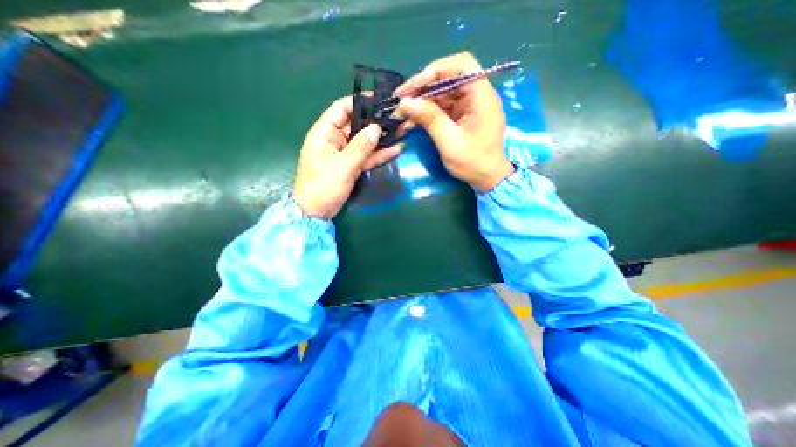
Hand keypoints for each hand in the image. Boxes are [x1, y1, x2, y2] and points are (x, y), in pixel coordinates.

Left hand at [291, 97, 403, 218]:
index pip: (342, 109)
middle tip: (396, 116)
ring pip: (365, 141)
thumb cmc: (323, 187)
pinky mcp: (352, 166)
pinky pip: (367, 156)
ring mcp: (345, 154)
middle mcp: (335, 140)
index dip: (359, 102)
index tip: (379, 100)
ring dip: (382, 138)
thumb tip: (376, 128)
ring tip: (401, 130)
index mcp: (325, 133)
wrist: (316, 212)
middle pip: (357, 125)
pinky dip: (380, 154)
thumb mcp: (342, 165)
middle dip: (376, 120)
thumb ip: (360, 147)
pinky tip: (396, 149)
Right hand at [394, 52, 512, 191]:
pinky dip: (427, 112)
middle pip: (448, 78)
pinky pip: (443, 107)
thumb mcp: (450, 142)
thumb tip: (406, 102)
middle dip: (423, 87)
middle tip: (401, 99)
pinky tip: (412, 121)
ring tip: (402, 114)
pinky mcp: (462, 116)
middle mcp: (477, 95)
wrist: (487, 179)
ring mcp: (469, 106)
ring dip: (422, 102)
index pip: (460, 65)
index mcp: (481, 96)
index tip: (414, 86)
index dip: (435, 70)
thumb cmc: (473, 162)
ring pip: (442, 93)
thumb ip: (430, 119)